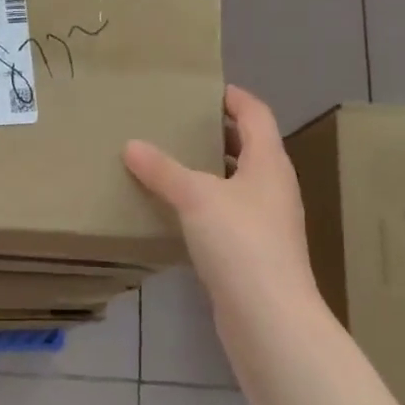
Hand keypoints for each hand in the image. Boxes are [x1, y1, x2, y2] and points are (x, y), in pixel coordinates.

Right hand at [124, 85, 323, 344]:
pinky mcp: (252, 252)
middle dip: (216, 133)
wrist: (268, 315)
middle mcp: (273, 188)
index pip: (255, 115)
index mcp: (269, 164)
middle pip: (248, 148)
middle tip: (176, 124)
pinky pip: (226, 214)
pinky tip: (175, 211)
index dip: (233, 97)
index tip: (203, 89)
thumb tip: (131, 145)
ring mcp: (265, 222)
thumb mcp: (196, 197)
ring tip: (168, 162)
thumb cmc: (240, 242)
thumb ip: (163, 170)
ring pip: (236, 183)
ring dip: (208, 170)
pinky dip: (203, 204)